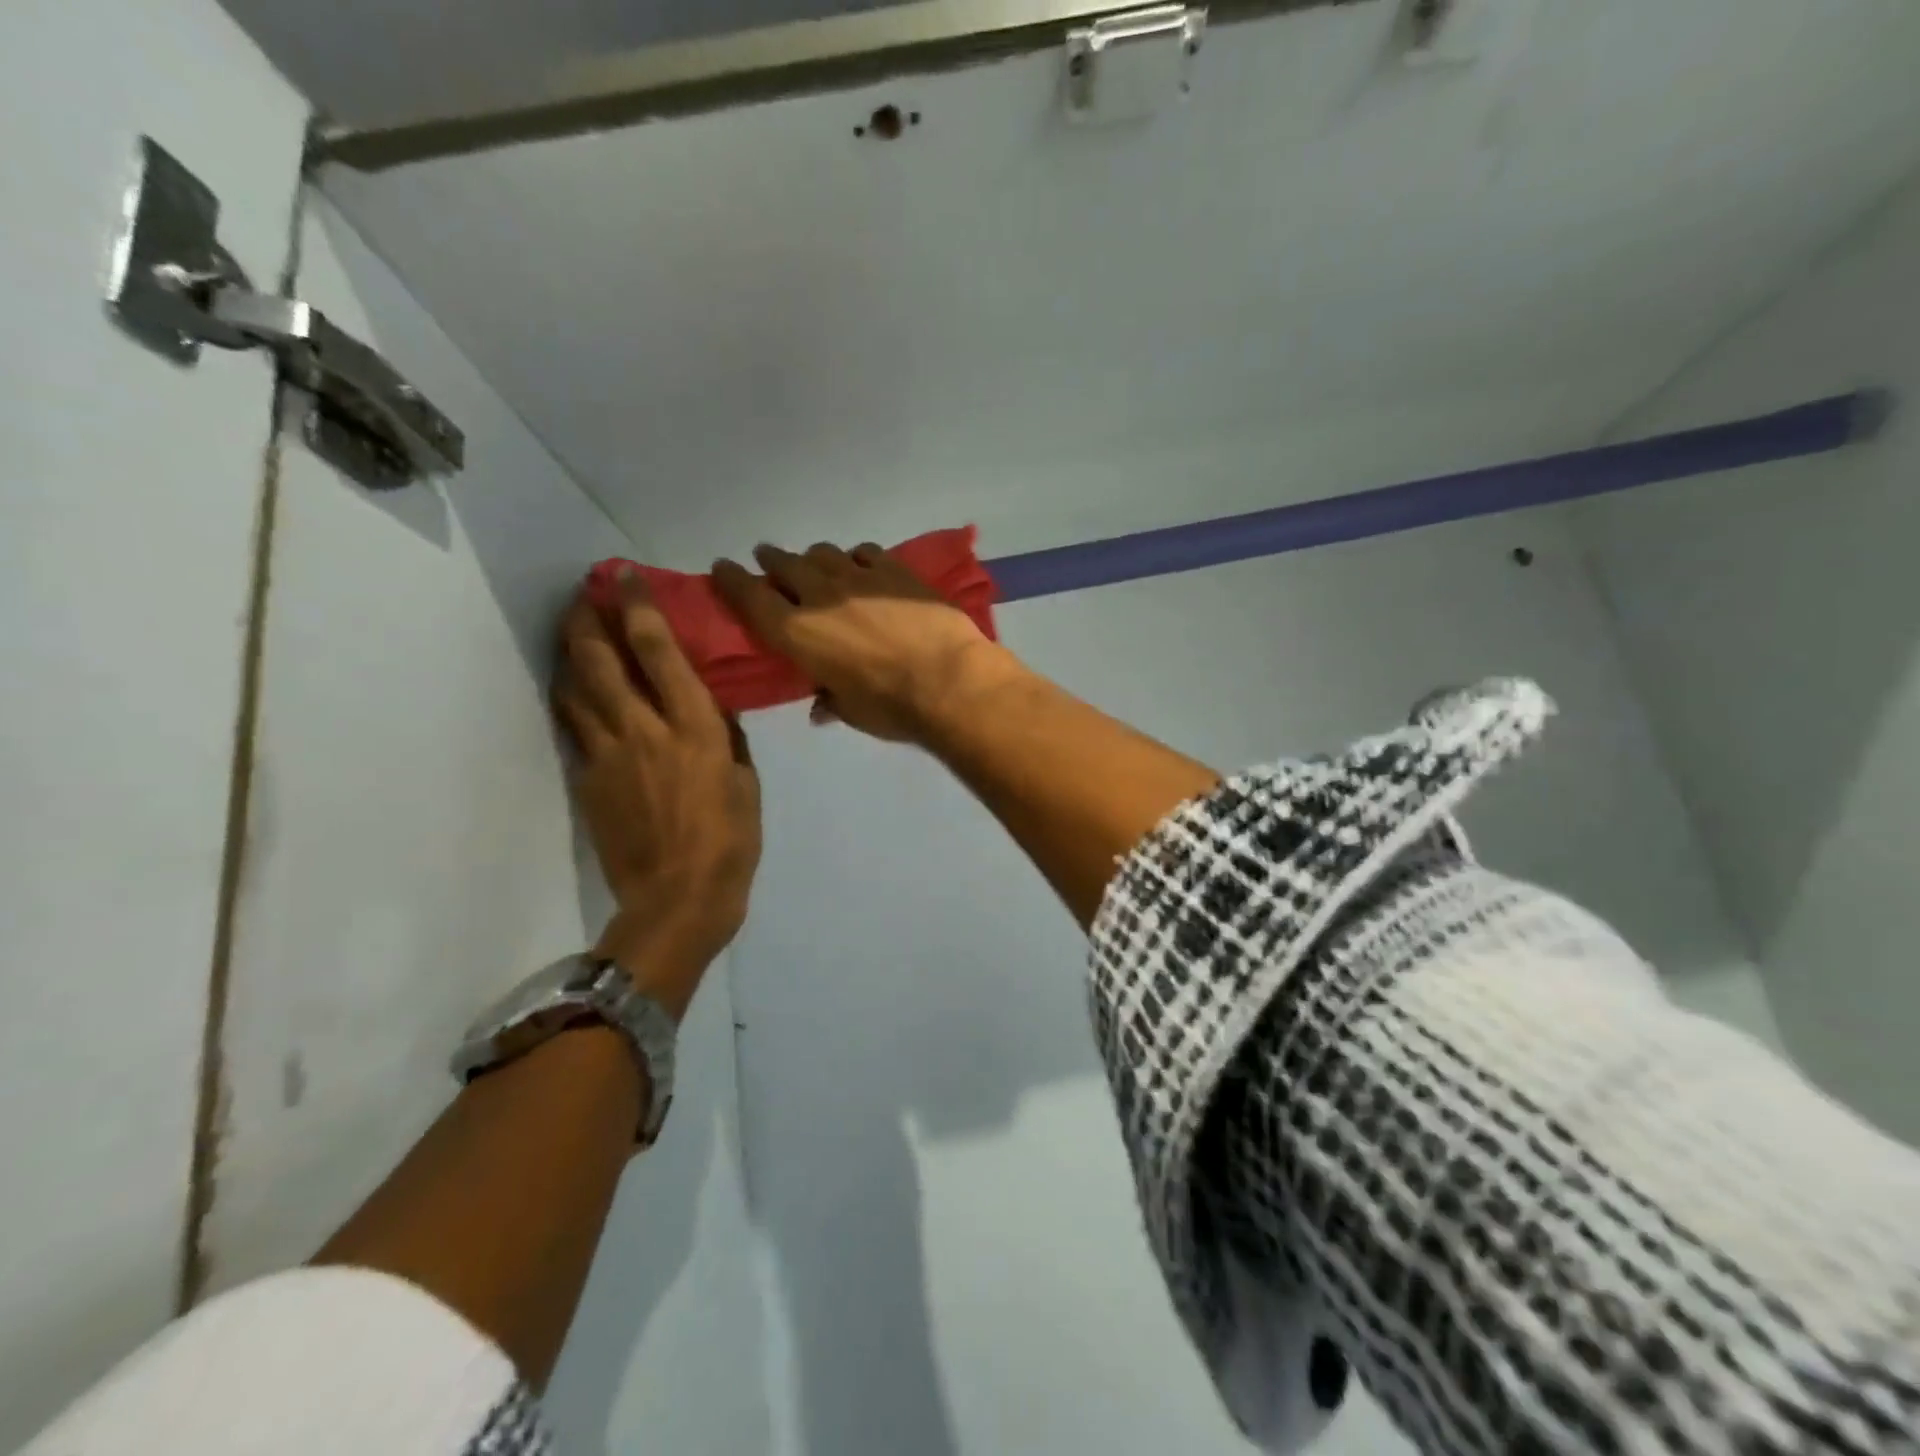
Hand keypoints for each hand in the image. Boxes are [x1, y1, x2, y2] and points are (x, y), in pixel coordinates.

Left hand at [553, 567, 761, 1018]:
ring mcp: (608, 754)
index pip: (659, 652)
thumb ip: (727, 737)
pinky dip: (570, 697)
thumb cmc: (731, 841)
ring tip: (572, 628)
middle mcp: (644, 730)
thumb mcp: (747, 782)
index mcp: (694, 728)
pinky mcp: (588, 780)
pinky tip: (572, 685)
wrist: (678, 900)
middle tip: (584, 591)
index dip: (639, 608)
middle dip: (588, 617)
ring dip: (571, 651)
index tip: (626, 577)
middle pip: (601, 660)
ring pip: (576, 688)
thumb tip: (710, 705)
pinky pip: (573, 726)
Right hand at [712, 542, 1023, 742]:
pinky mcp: (896, 571)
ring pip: (824, 554)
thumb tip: (821, 707)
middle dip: (772, 561)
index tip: (722, 567)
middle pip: (784, 566)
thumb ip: (829, 700)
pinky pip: (866, 552)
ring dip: (813, 558)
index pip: (750, 597)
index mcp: (796, 633)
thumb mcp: (849, 711)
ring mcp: (859, 578)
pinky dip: (856, 558)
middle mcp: (820, 596)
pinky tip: (862, 565)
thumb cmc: (890, 707)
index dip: (731, 579)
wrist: (949, 681)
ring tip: (816, 565)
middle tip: (768, 560)